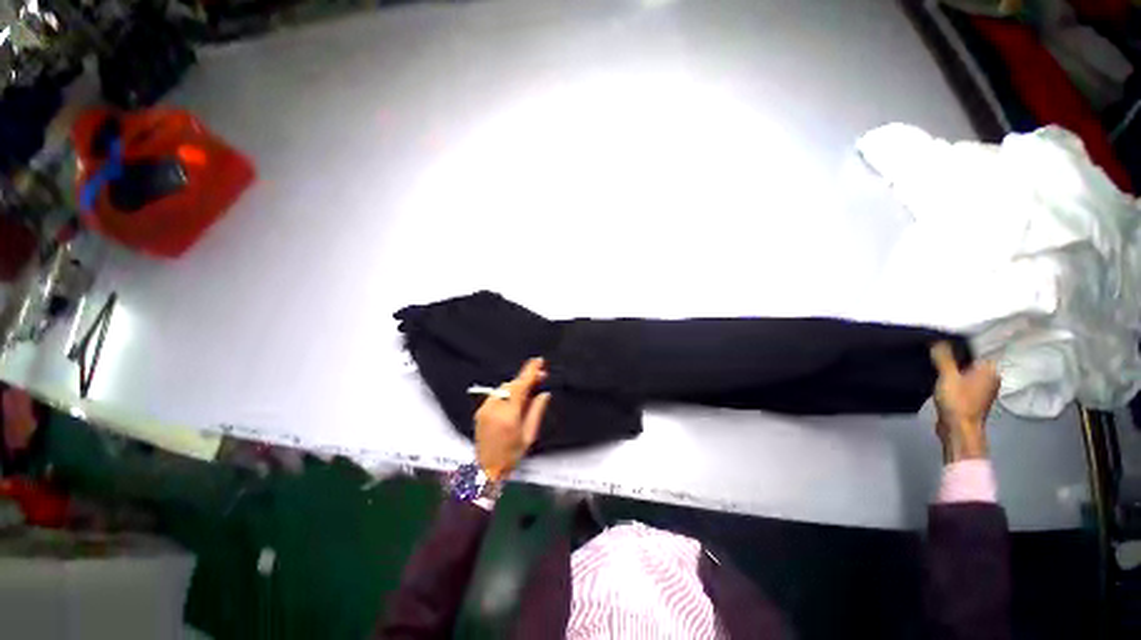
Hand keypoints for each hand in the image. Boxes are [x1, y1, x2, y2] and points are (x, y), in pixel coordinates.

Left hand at [474, 358, 551, 481]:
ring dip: (517, 385)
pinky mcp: (480, 411)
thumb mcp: (529, 435)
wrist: (486, 469)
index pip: (521, 386)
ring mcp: (485, 409)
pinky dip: (508, 392)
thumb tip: (545, 393)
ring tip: (529, 389)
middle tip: (541, 377)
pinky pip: (497, 394)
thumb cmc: (511, 455)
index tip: (538, 361)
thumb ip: (536, 411)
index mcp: (509, 415)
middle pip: (512, 385)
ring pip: (504, 388)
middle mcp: (494, 409)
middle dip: (526, 379)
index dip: (530, 372)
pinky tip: (515, 399)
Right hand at [930, 342, 999, 463]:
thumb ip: (943, 357)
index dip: (957, 346)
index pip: (974, 350)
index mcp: (990, 370)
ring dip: (951, 371)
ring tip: (932, 366)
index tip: (938, 344)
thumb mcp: (947, 376)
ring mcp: (982, 390)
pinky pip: (961, 384)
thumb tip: (937, 340)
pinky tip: (939, 381)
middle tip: (932, 354)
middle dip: (953, 359)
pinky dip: (952, 381)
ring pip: (964, 373)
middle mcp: (990, 378)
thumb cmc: (958, 401)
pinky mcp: (971, 400)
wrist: (959, 430)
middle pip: (968, 362)